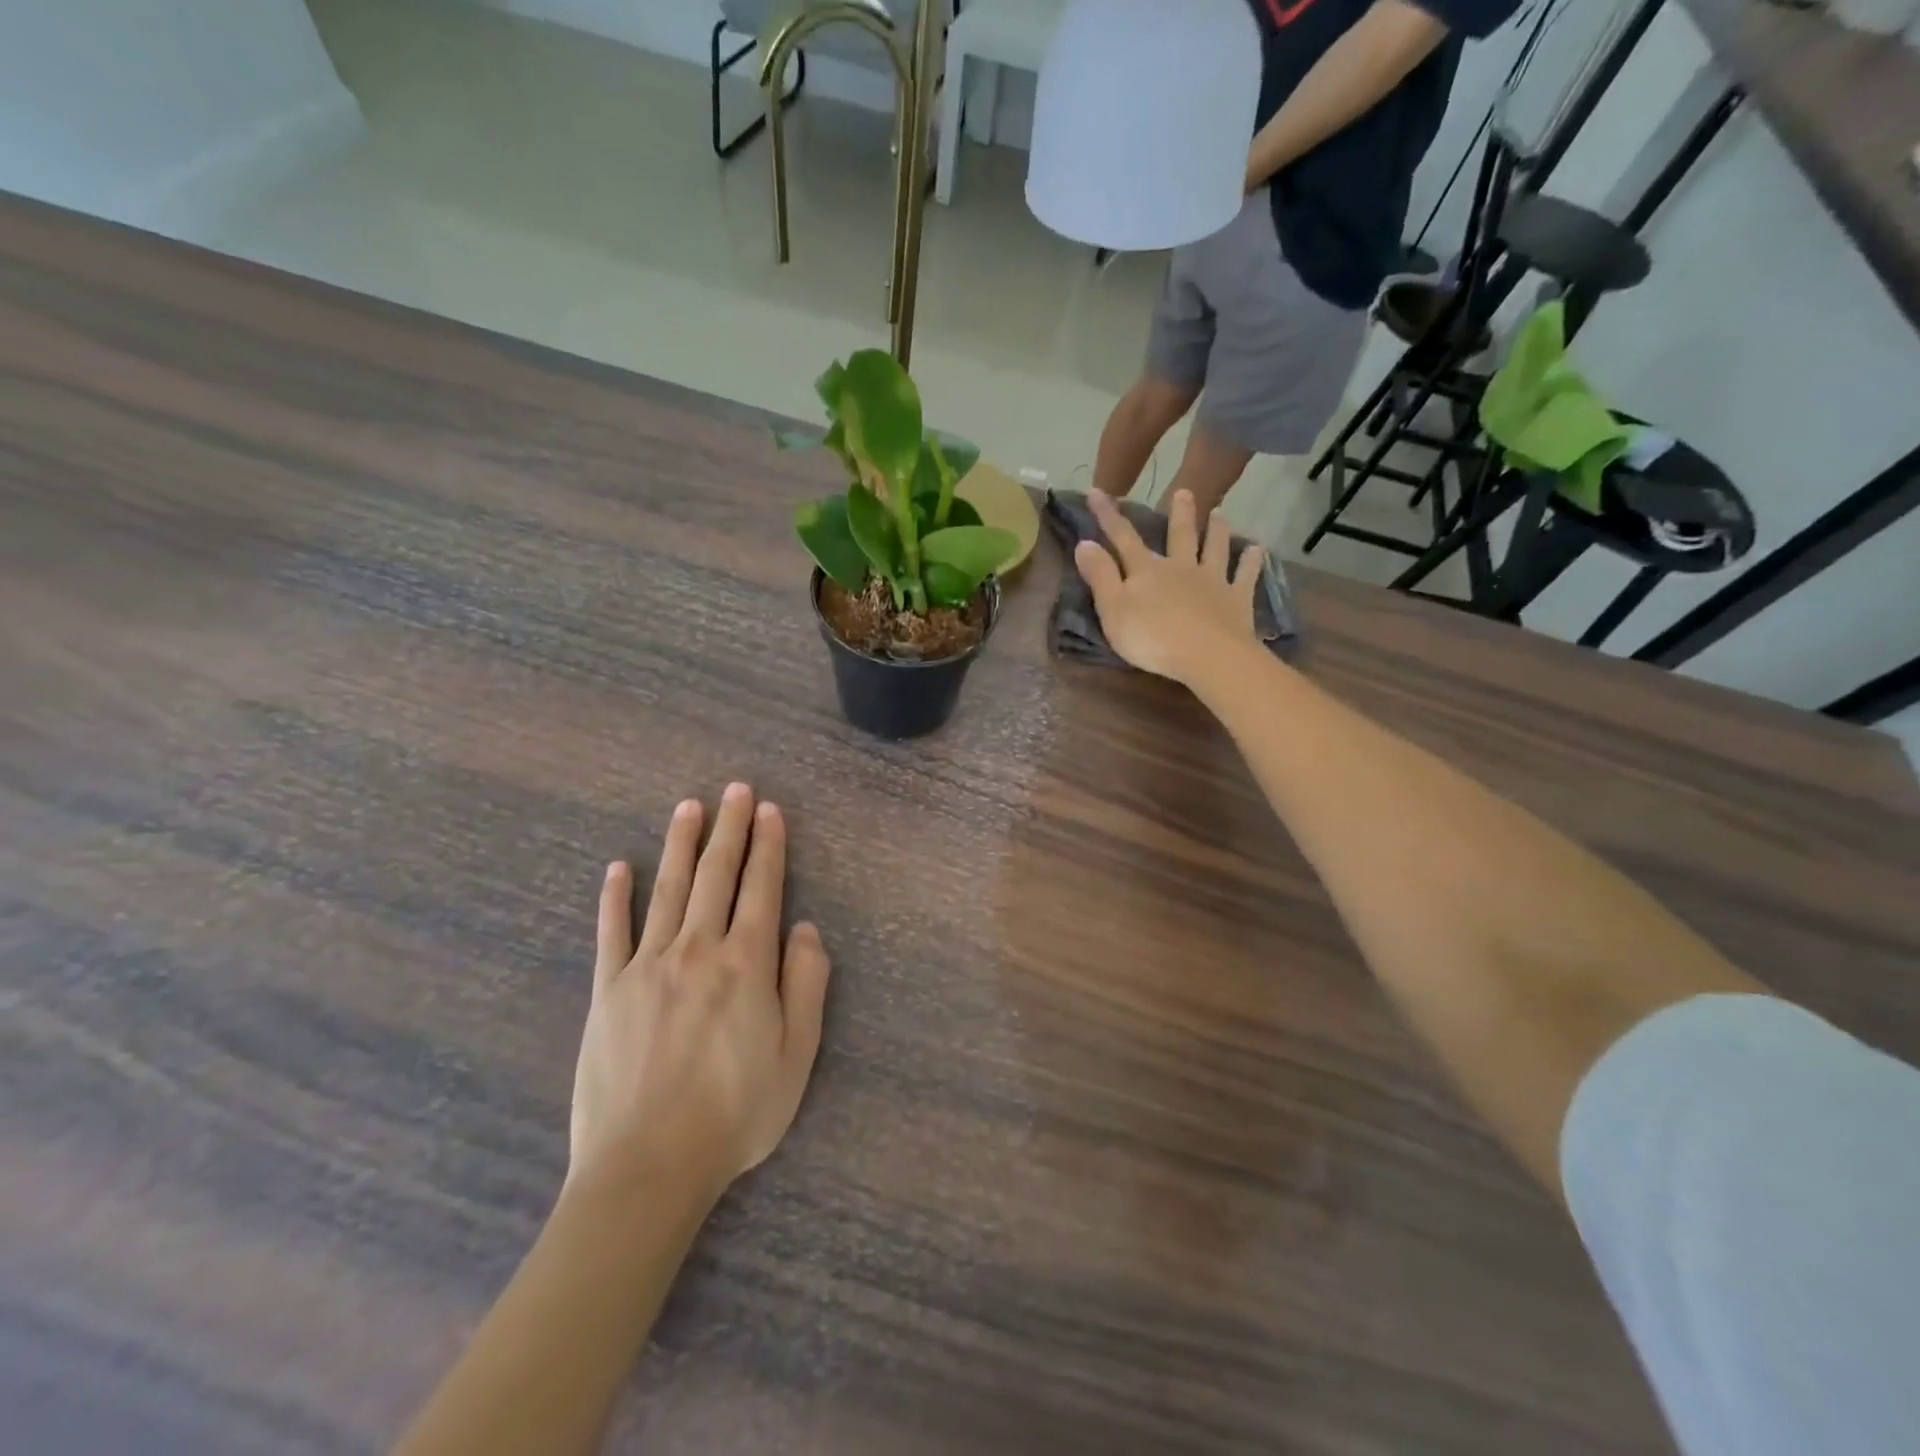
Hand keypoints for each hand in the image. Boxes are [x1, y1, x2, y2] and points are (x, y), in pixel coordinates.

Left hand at [569, 784, 829, 1204]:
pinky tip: (618, 868)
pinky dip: (615, 897)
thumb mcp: (797, 1055)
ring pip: (668, 890)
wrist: (648, 1166)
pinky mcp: (607, 991)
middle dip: (729, 829)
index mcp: (746, 964)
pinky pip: (611, 933)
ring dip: (680, 845)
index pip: (762, 889)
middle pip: (716, 876)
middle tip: (735, 790)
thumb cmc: (735, 1113)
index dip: (769, 846)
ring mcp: (647, 966)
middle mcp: (697, 950)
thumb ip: (806, 985)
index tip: (770, 811)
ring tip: (688, 808)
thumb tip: (805, 929)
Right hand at [1074, 488, 1264, 688]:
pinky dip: (1251, 561)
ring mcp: (1212, 581)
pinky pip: (1245, 575)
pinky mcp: (1237, 599)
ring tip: (1220, 513)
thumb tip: (1084, 542)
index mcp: (1146, 570)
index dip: (1107, 515)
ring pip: (1214, 548)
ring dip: (1217, 530)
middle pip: (1180, 535)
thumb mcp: (1112, 609)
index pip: (1122, 537)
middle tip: (1184, 491)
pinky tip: (1258, 549)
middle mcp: (1180, 567)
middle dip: (1179, 513)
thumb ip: (1099, 576)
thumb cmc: (1152, 637)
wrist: (1208, 655)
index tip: (1096, 491)